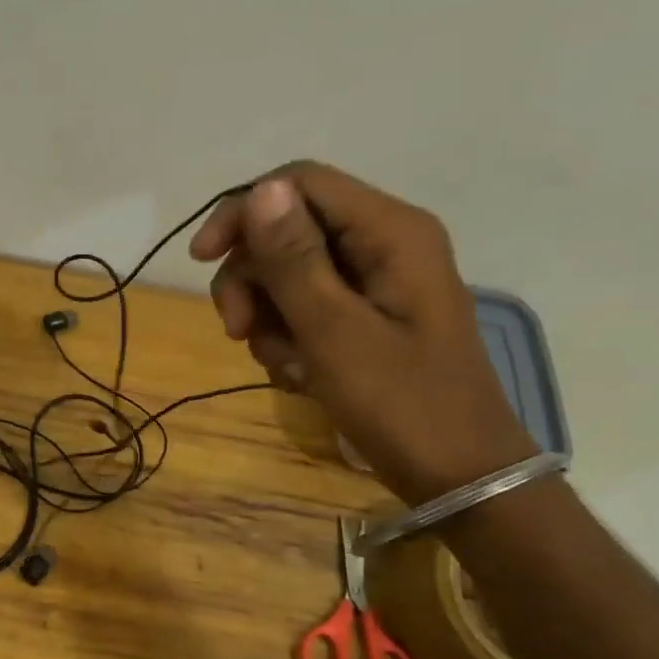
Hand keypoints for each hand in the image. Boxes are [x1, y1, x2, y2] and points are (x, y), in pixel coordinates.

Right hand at [189, 162, 536, 503]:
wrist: (457, 474)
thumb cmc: (400, 402)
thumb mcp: (334, 331)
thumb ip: (294, 259)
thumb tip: (260, 190)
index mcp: (389, 231)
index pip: (298, 184)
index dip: (242, 212)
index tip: (202, 261)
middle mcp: (383, 243)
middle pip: (287, 230)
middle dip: (252, 280)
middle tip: (238, 332)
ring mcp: (376, 281)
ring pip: (289, 273)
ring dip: (267, 317)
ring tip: (282, 365)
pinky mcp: (367, 315)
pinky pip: (306, 307)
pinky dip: (288, 337)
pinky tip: (297, 374)